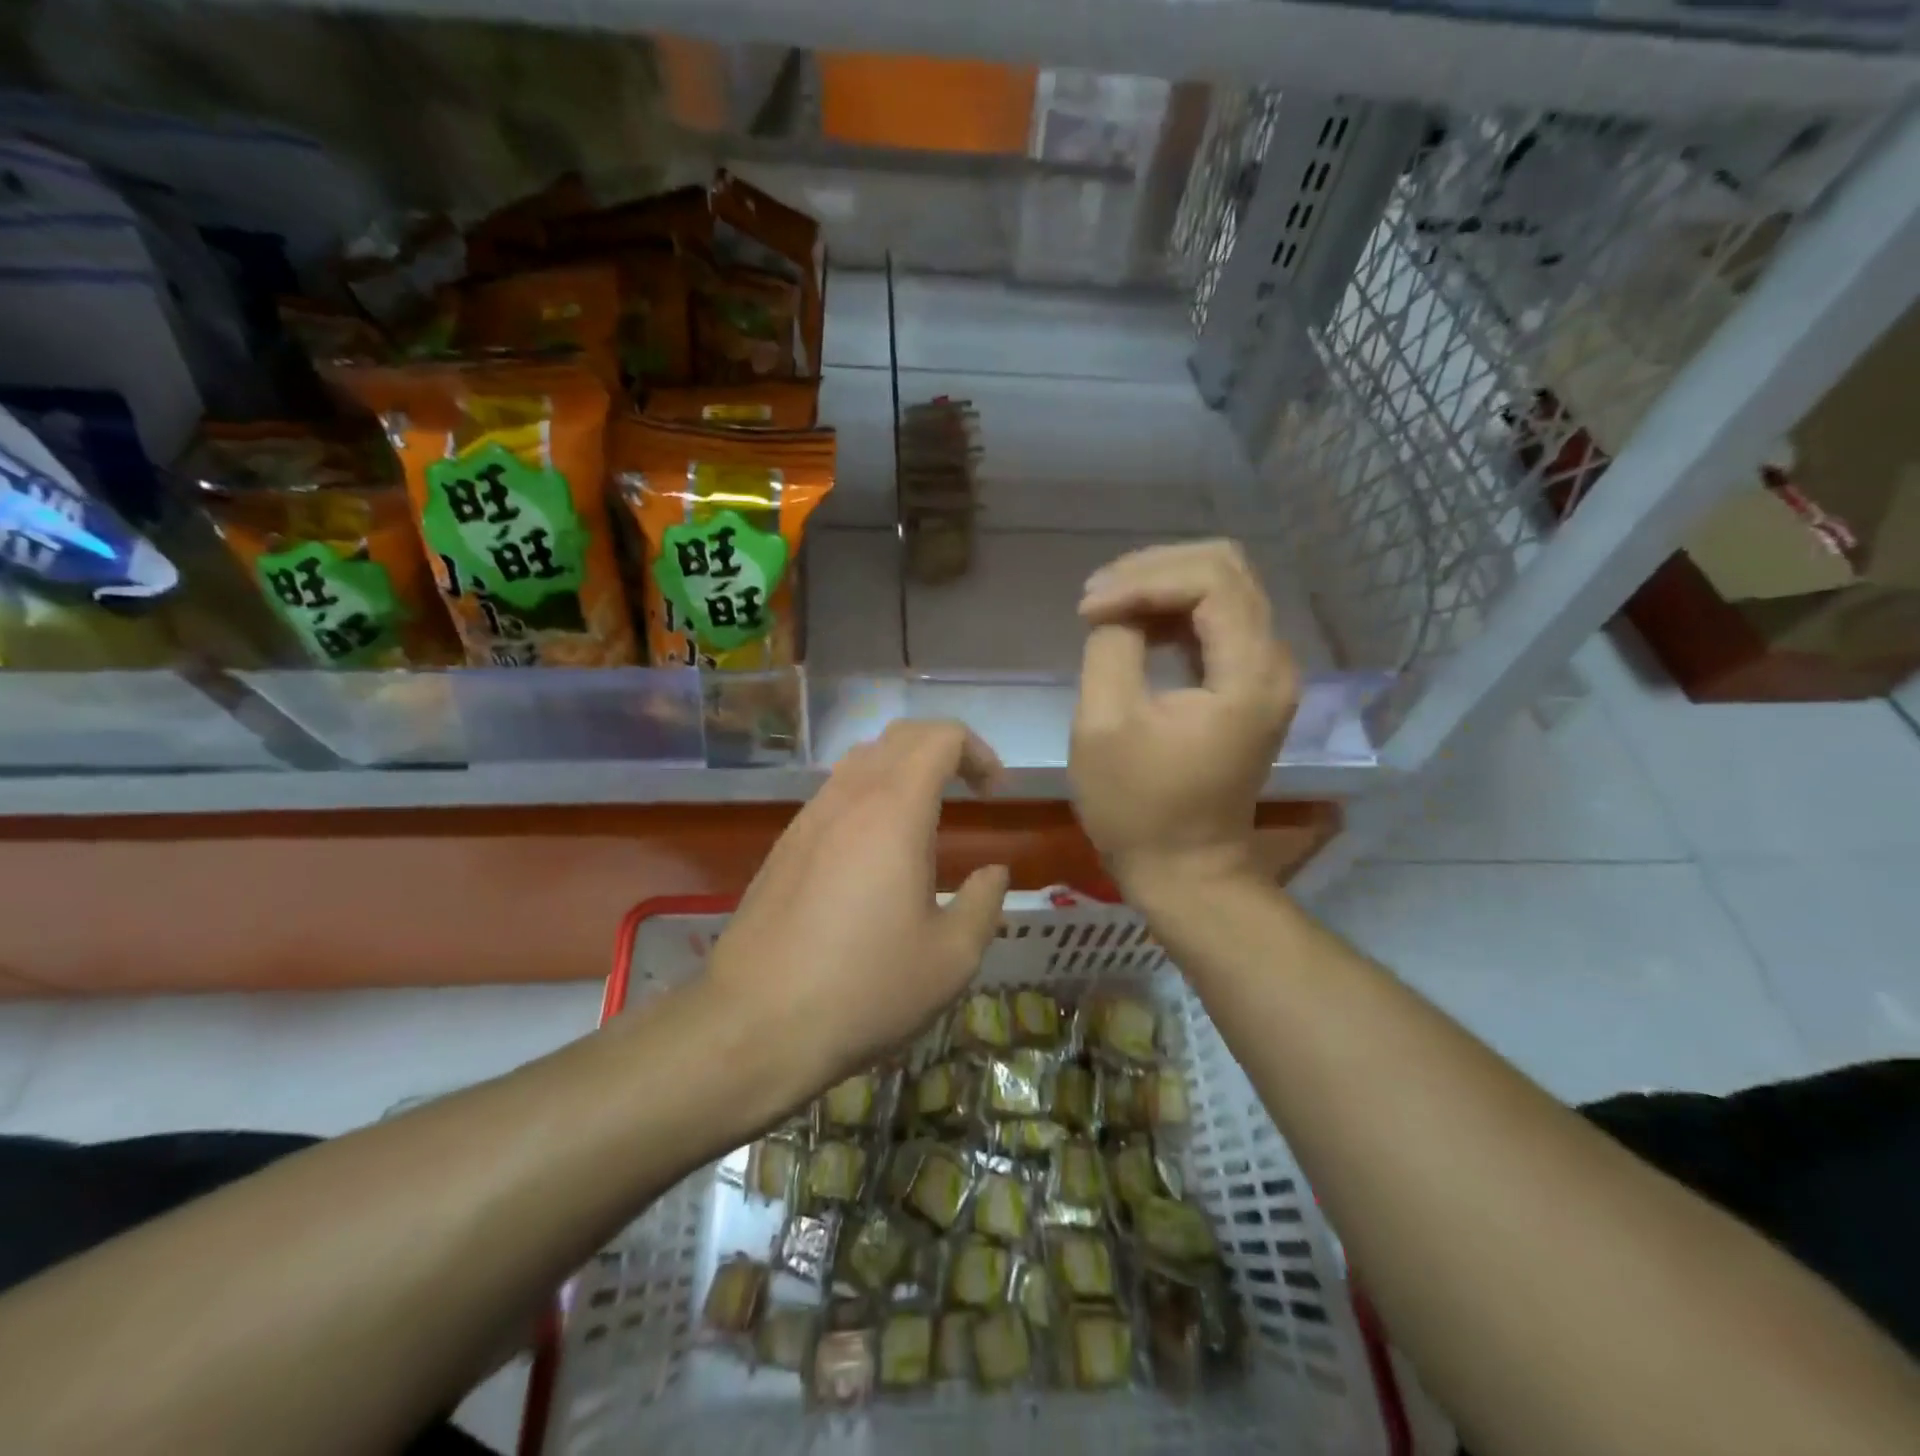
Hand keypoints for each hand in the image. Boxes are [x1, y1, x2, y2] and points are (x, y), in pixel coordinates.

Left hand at [700, 720, 1009, 1101]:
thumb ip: (984, 903)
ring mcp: (808, 818)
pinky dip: (869, 795)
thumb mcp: (951, 957)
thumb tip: (993, 873)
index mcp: (894, 810)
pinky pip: (835, 793)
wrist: (755, 1026)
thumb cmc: (865, 989)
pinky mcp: (784, 845)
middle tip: (970, 791)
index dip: (978, 752)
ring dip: (903, 769)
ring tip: (927, 816)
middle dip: (944, 750)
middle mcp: (848, 797)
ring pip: (861, 759)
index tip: (995, 795)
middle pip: (899, 736)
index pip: (941, 736)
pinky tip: (876, 851)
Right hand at [1070, 540, 1298, 893]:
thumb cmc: (1139, 808)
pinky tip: (1134, 626)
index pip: (1209, 579)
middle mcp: (1273, 661)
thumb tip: (1115, 609)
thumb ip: (1110, 647)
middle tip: (1097, 596)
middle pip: (1225, 568)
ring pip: (1223, 589)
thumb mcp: (1105, 724)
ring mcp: (1265, 674)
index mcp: (1249, 673)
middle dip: (1154, 570)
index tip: (1088, 609)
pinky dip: (1173, 613)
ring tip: (1106, 606)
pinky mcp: (1248, 686)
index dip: (1142, 580)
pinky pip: (1218, 621)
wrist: (1184, 869)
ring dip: (1162, 587)